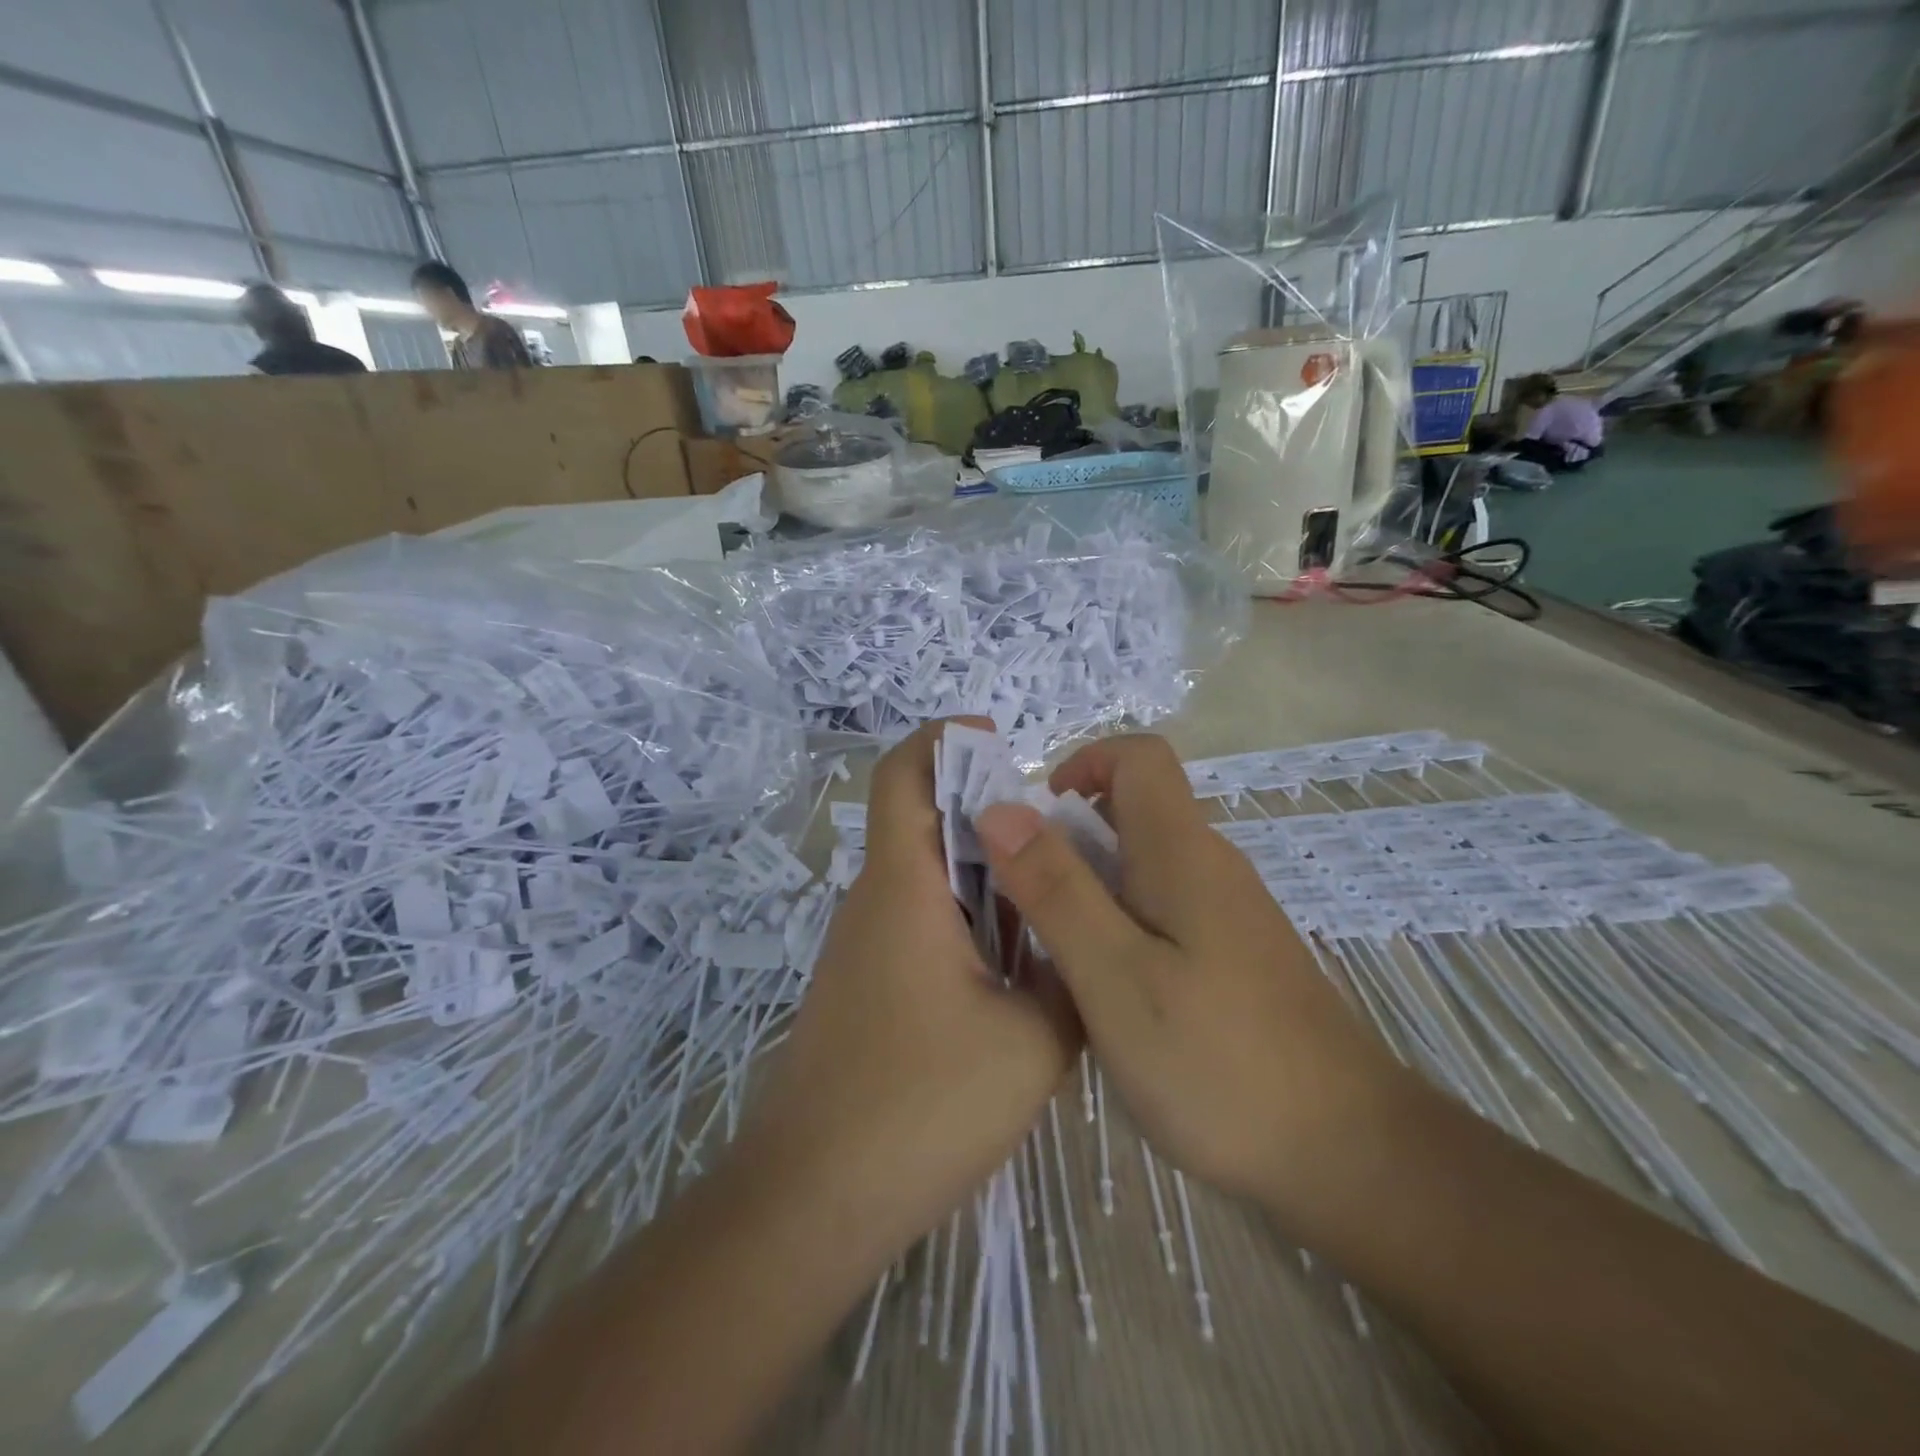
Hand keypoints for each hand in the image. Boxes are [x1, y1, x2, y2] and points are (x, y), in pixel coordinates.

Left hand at [737, 719, 1079, 1261]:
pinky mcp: (866, 984)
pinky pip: (920, 922)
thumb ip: (1067, 977)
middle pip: (923, 821)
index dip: (946, 740)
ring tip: (1051, 904)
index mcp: (903, 888)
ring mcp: (864, 945)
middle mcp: (875, 901)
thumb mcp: (1033, 1042)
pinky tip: (1015, 968)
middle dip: (990, 814)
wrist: (815, 1199)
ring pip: (927, 876)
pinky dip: (967, 919)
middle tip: (1061, 844)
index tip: (1004, 746)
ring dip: (984, 875)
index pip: (903, 775)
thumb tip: (1077, 944)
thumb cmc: (922, 1107)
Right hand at [974, 735, 1405, 1212]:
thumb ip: (1056, 888)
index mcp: (1182, 851)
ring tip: (1050, 948)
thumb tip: (1000, 808)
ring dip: (1087, 884)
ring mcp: (1227, 914)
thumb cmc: (1218, 1060)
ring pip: (1143, 864)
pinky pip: (1161, 909)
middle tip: (1021, 899)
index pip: (1139, 756)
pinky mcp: (1233, 957)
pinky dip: (1118, 923)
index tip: (1032, 822)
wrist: (1346, 1155)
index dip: (1081, 764)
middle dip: (1067, 834)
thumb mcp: (1115, 974)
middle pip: (1133, 809)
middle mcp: (1209, 866)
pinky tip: (1104, 988)